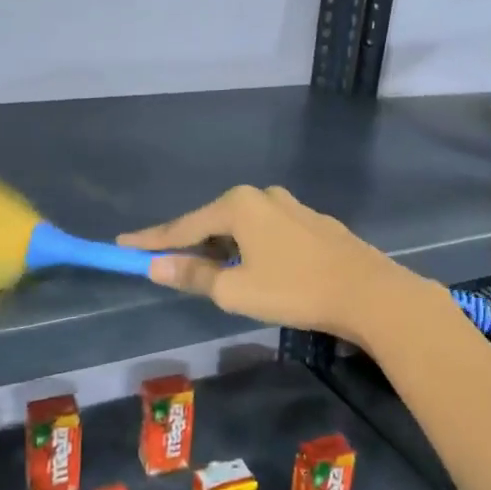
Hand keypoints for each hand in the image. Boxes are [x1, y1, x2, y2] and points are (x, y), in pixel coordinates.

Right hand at [118, 185, 422, 342]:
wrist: (368, 293)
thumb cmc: (294, 290)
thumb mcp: (235, 290)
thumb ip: (193, 275)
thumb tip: (155, 266)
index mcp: (238, 205)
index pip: (183, 226)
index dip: (152, 240)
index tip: (122, 245)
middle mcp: (263, 196)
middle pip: (213, 222)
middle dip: (191, 245)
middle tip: (169, 267)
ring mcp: (292, 207)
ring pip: (243, 228)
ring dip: (223, 249)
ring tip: (214, 275)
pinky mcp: (313, 224)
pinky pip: (268, 233)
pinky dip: (251, 249)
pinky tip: (257, 270)